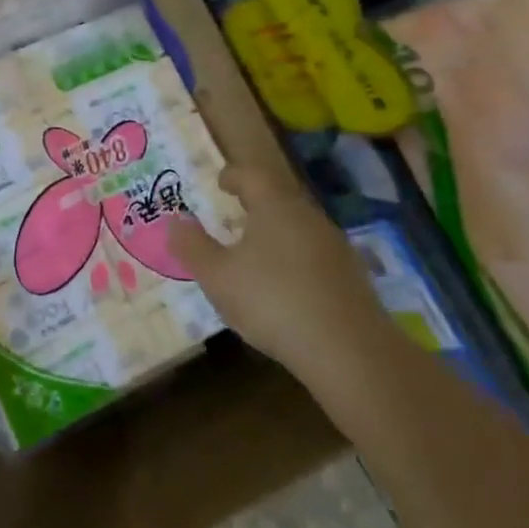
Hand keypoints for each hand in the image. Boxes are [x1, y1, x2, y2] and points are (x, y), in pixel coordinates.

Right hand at [171, 162, 391, 374]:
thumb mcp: (216, 276)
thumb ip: (192, 246)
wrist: (350, 352)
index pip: (252, 176)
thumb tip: (175, 222)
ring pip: (299, 229)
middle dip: (255, 205)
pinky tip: (285, 287)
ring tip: (255, 253)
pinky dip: (295, 261)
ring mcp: (336, 249)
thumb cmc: (271, 301)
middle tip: (233, 216)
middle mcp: (309, 218)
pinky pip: (315, 257)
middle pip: (279, 200)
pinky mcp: (353, 279)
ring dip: (276, 234)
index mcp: (275, 207)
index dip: (233, 176)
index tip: (220, 182)